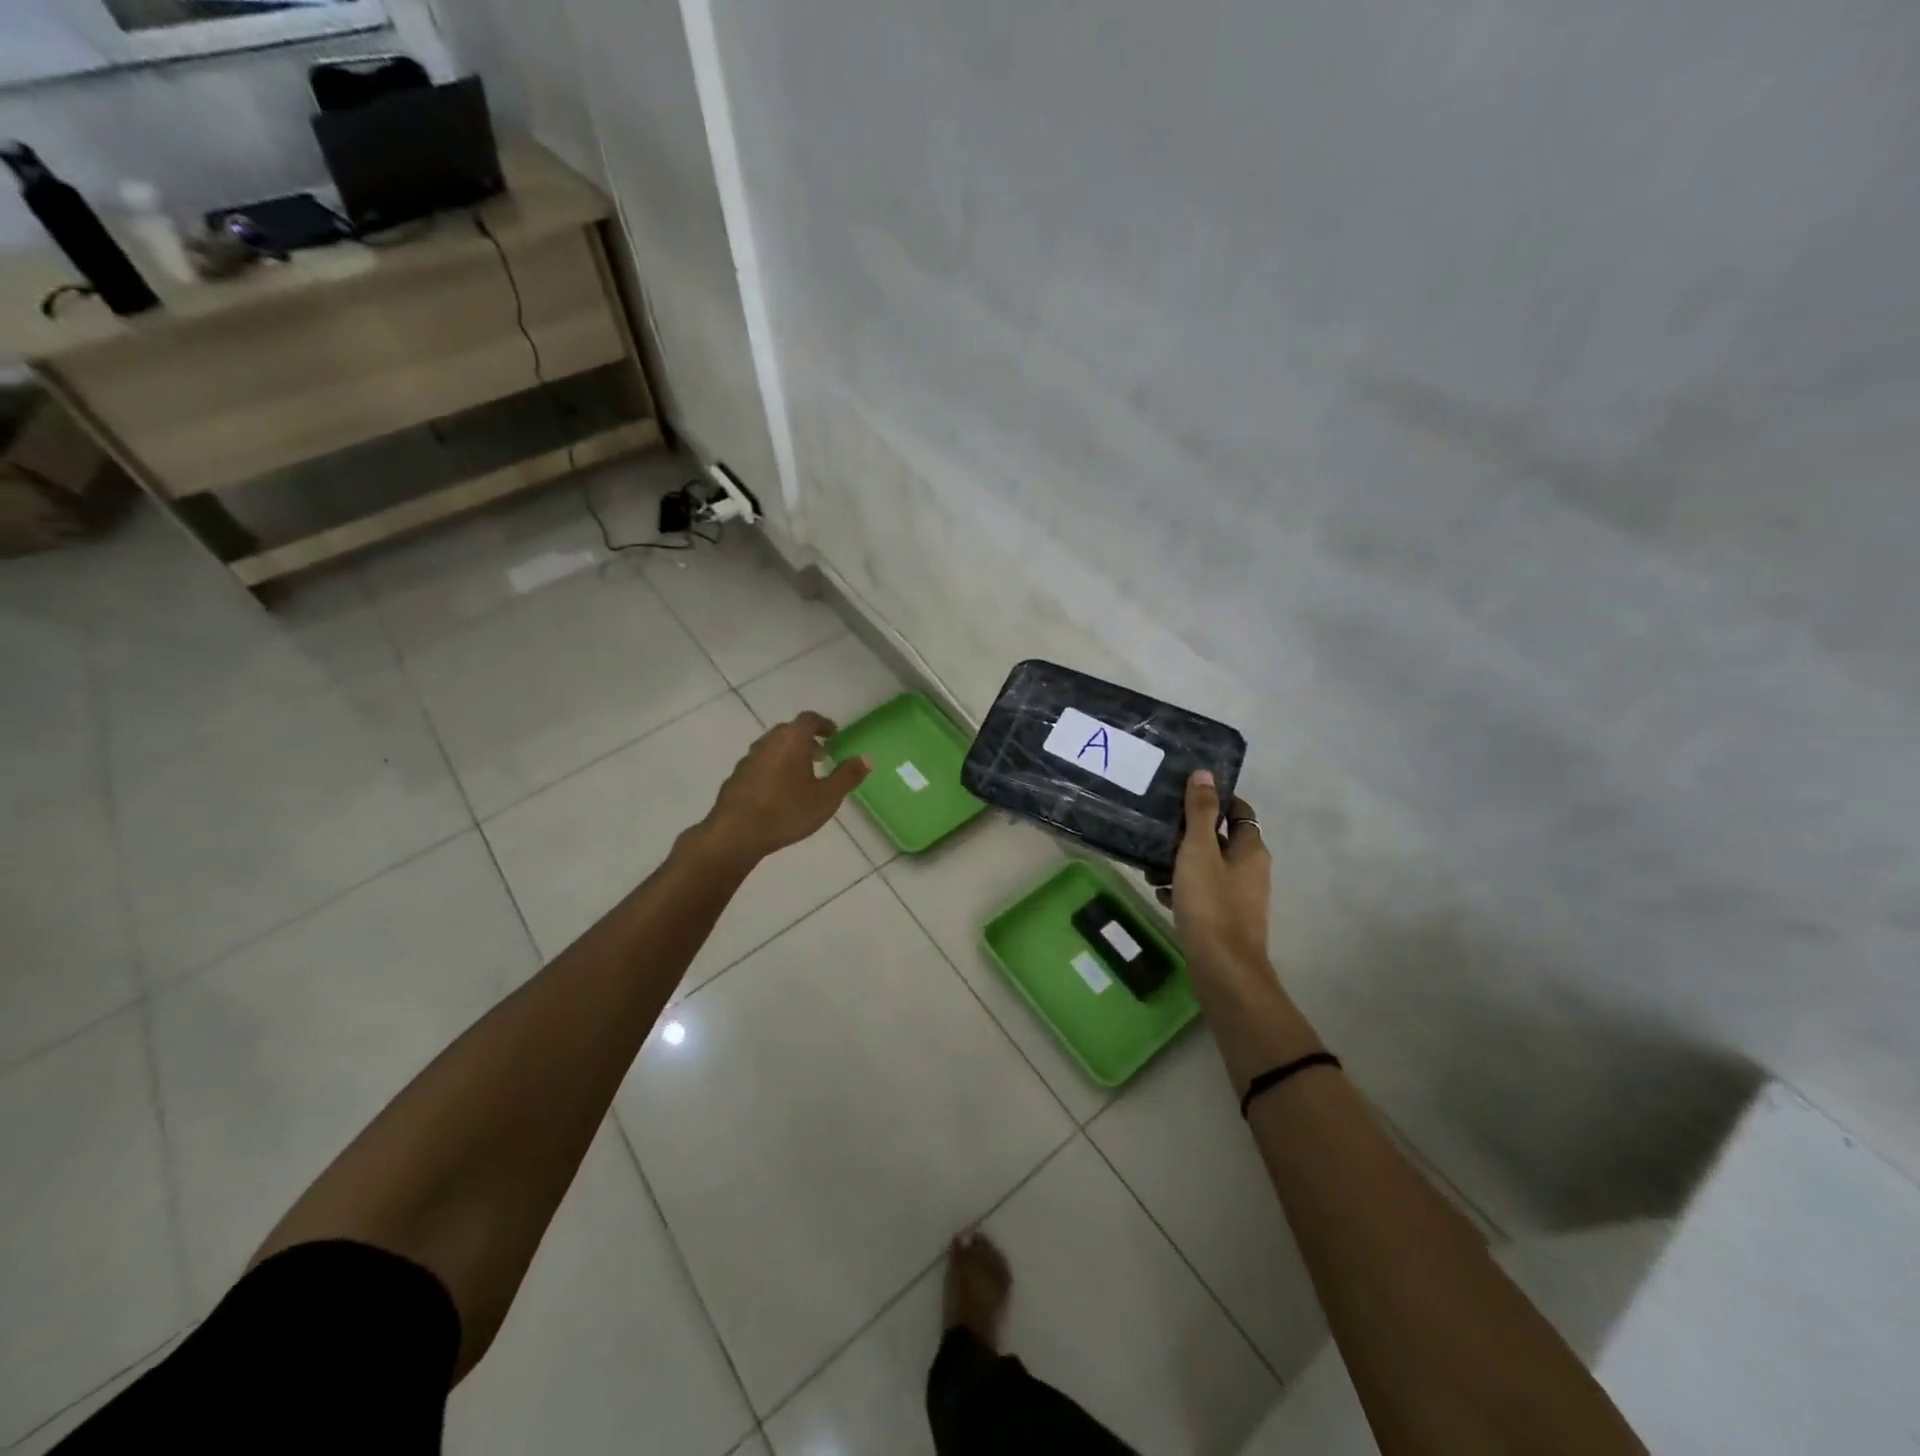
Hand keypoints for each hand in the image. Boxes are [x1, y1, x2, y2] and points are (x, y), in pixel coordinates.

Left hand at [698, 712, 870, 865]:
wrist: (736, 833)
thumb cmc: (787, 811)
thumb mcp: (827, 797)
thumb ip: (848, 776)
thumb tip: (867, 757)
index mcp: (791, 740)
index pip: (809, 719)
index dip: (824, 724)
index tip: (834, 735)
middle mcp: (768, 742)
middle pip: (789, 731)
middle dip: (807, 740)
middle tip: (822, 755)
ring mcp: (748, 759)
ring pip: (773, 747)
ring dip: (789, 754)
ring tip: (802, 775)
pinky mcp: (736, 777)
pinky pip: (760, 764)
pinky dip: (774, 768)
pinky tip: (779, 791)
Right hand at [1159, 770, 1271, 976]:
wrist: (1222, 969)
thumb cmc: (1211, 904)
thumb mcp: (1199, 851)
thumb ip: (1200, 812)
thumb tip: (1205, 773)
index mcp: (1250, 849)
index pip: (1238, 811)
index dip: (1213, 800)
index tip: (1182, 795)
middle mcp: (1250, 870)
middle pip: (1218, 839)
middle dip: (1187, 834)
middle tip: (1157, 830)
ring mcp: (1238, 897)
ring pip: (1206, 867)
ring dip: (1179, 862)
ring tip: (1149, 866)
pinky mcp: (1224, 919)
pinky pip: (1201, 892)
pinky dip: (1181, 888)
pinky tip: (1158, 893)